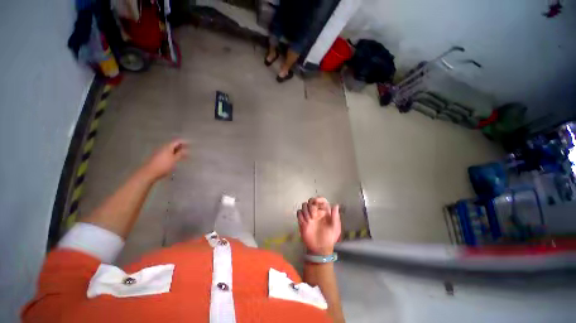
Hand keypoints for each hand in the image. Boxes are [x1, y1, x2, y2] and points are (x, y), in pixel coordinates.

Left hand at [143, 139, 187, 179]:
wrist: (149, 173)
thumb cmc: (163, 166)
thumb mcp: (174, 160)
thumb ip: (180, 154)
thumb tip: (186, 150)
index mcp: (168, 147)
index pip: (177, 142)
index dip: (184, 142)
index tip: (190, 144)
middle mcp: (163, 148)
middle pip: (173, 145)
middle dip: (180, 146)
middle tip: (187, 148)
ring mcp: (159, 152)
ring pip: (169, 149)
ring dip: (176, 150)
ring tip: (182, 154)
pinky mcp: (157, 157)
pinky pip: (167, 153)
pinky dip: (172, 154)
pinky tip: (175, 158)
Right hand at [297, 197, 340, 255]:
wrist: (320, 249)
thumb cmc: (329, 238)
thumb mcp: (335, 228)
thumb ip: (335, 216)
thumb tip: (335, 205)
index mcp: (324, 211)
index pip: (321, 200)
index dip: (318, 199)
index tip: (316, 202)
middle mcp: (316, 211)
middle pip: (311, 201)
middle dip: (311, 205)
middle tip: (314, 215)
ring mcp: (309, 215)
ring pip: (304, 205)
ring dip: (306, 210)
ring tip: (310, 220)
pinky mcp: (302, 221)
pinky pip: (299, 212)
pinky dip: (301, 215)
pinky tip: (305, 222)